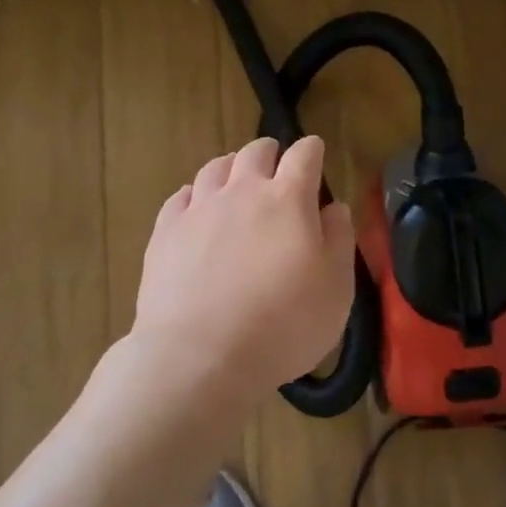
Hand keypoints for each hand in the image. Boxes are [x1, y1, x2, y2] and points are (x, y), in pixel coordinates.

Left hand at [131, 135, 357, 403]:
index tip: (316, 152)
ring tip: (235, 181)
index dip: (312, 150)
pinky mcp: (165, 233)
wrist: (200, 356)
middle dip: (269, 152)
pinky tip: (196, 209)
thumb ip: (340, 240)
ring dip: (231, 168)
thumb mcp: (336, 289)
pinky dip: (194, 195)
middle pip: (255, 152)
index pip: (304, 156)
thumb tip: (334, 209)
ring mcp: (199, 210)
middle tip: (275, 165)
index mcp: (288, 200)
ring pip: (215, 168)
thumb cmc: (283, 325)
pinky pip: (180, 197)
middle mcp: (242, 192)